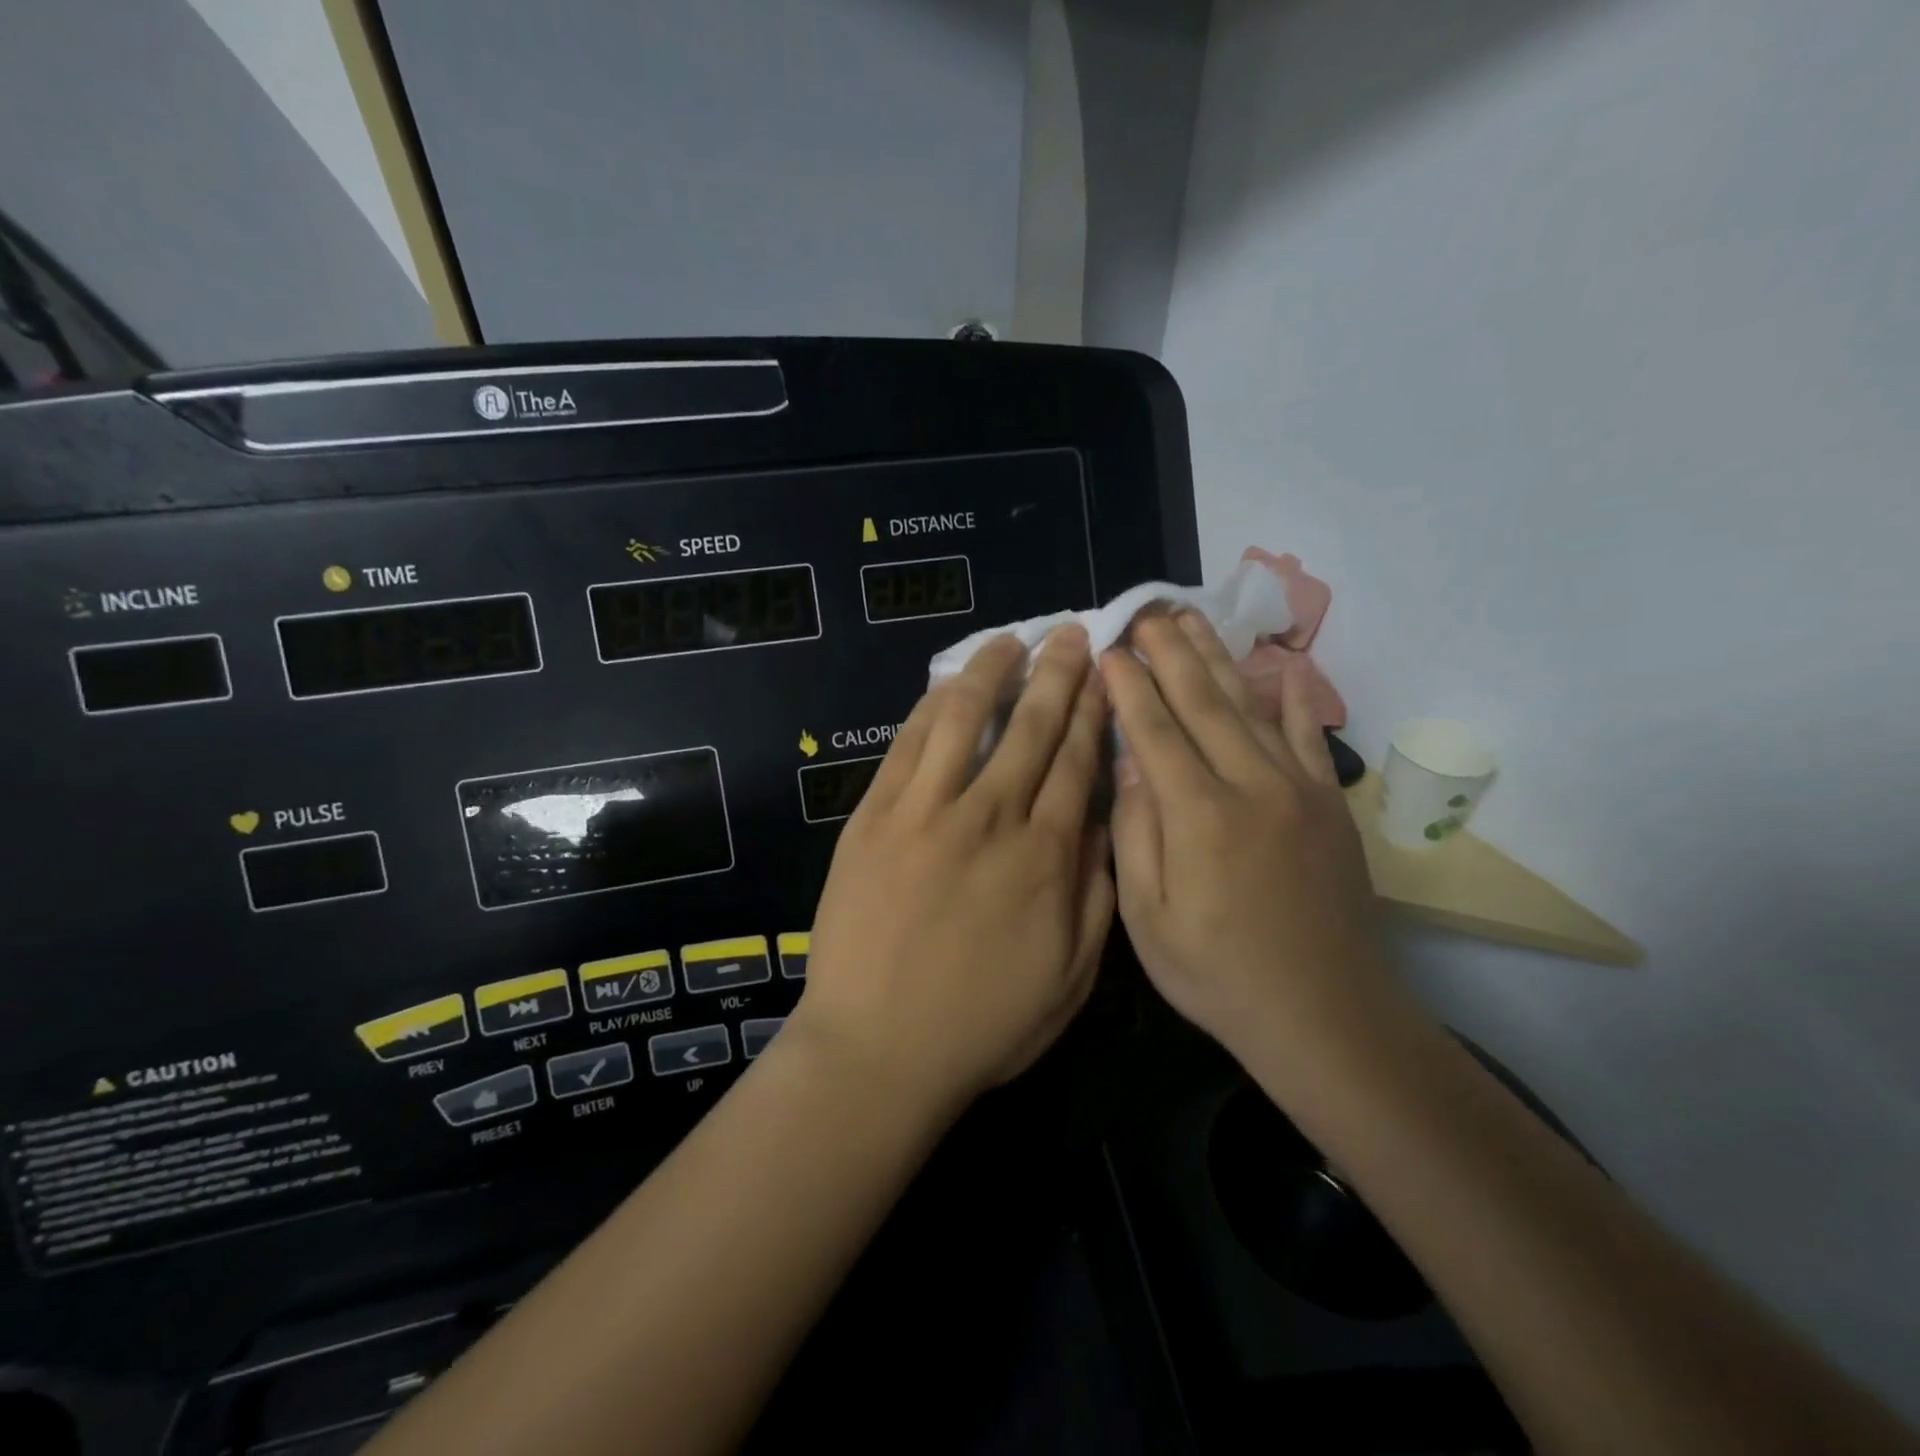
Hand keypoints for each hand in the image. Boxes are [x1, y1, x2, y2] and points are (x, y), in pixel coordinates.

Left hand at [792, 627, 1114, 1115]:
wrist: (877, 1050)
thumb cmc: (981, 1025)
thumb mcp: (1069, 979)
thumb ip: (1095, 897)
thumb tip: (1101, 826)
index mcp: (1045, 857)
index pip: (1077, 762)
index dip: (1093, 712)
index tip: (1104, 675)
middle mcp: (991, 817)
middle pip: (1033, 727)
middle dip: (1058, 674)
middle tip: (1072, 634)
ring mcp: (927, 811)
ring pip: (967, 718)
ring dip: (994, 671)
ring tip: (1012, 638)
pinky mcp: (875, 816)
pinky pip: (909, 745)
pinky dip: (933, 706)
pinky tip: (949, 682)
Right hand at [1099, 611, 1391, 1061]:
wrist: (1326, 1016)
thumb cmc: (1218, 975)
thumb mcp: (1148, 920)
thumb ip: (1135, 834)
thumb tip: (1129, 764)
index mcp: (1198, 816)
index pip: (1153, 731)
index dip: (1129, 686)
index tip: (1109, 648)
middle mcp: (1250, 786)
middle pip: (1202, 702)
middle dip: (1169, 652)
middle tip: (1146, 611)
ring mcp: (1298, 790)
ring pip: (1249, 707)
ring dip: (1218, 658)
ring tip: (1192, 618)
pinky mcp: (1330, 805)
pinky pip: (1310, 737)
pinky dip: (1294, 698)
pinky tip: (1282, 665)